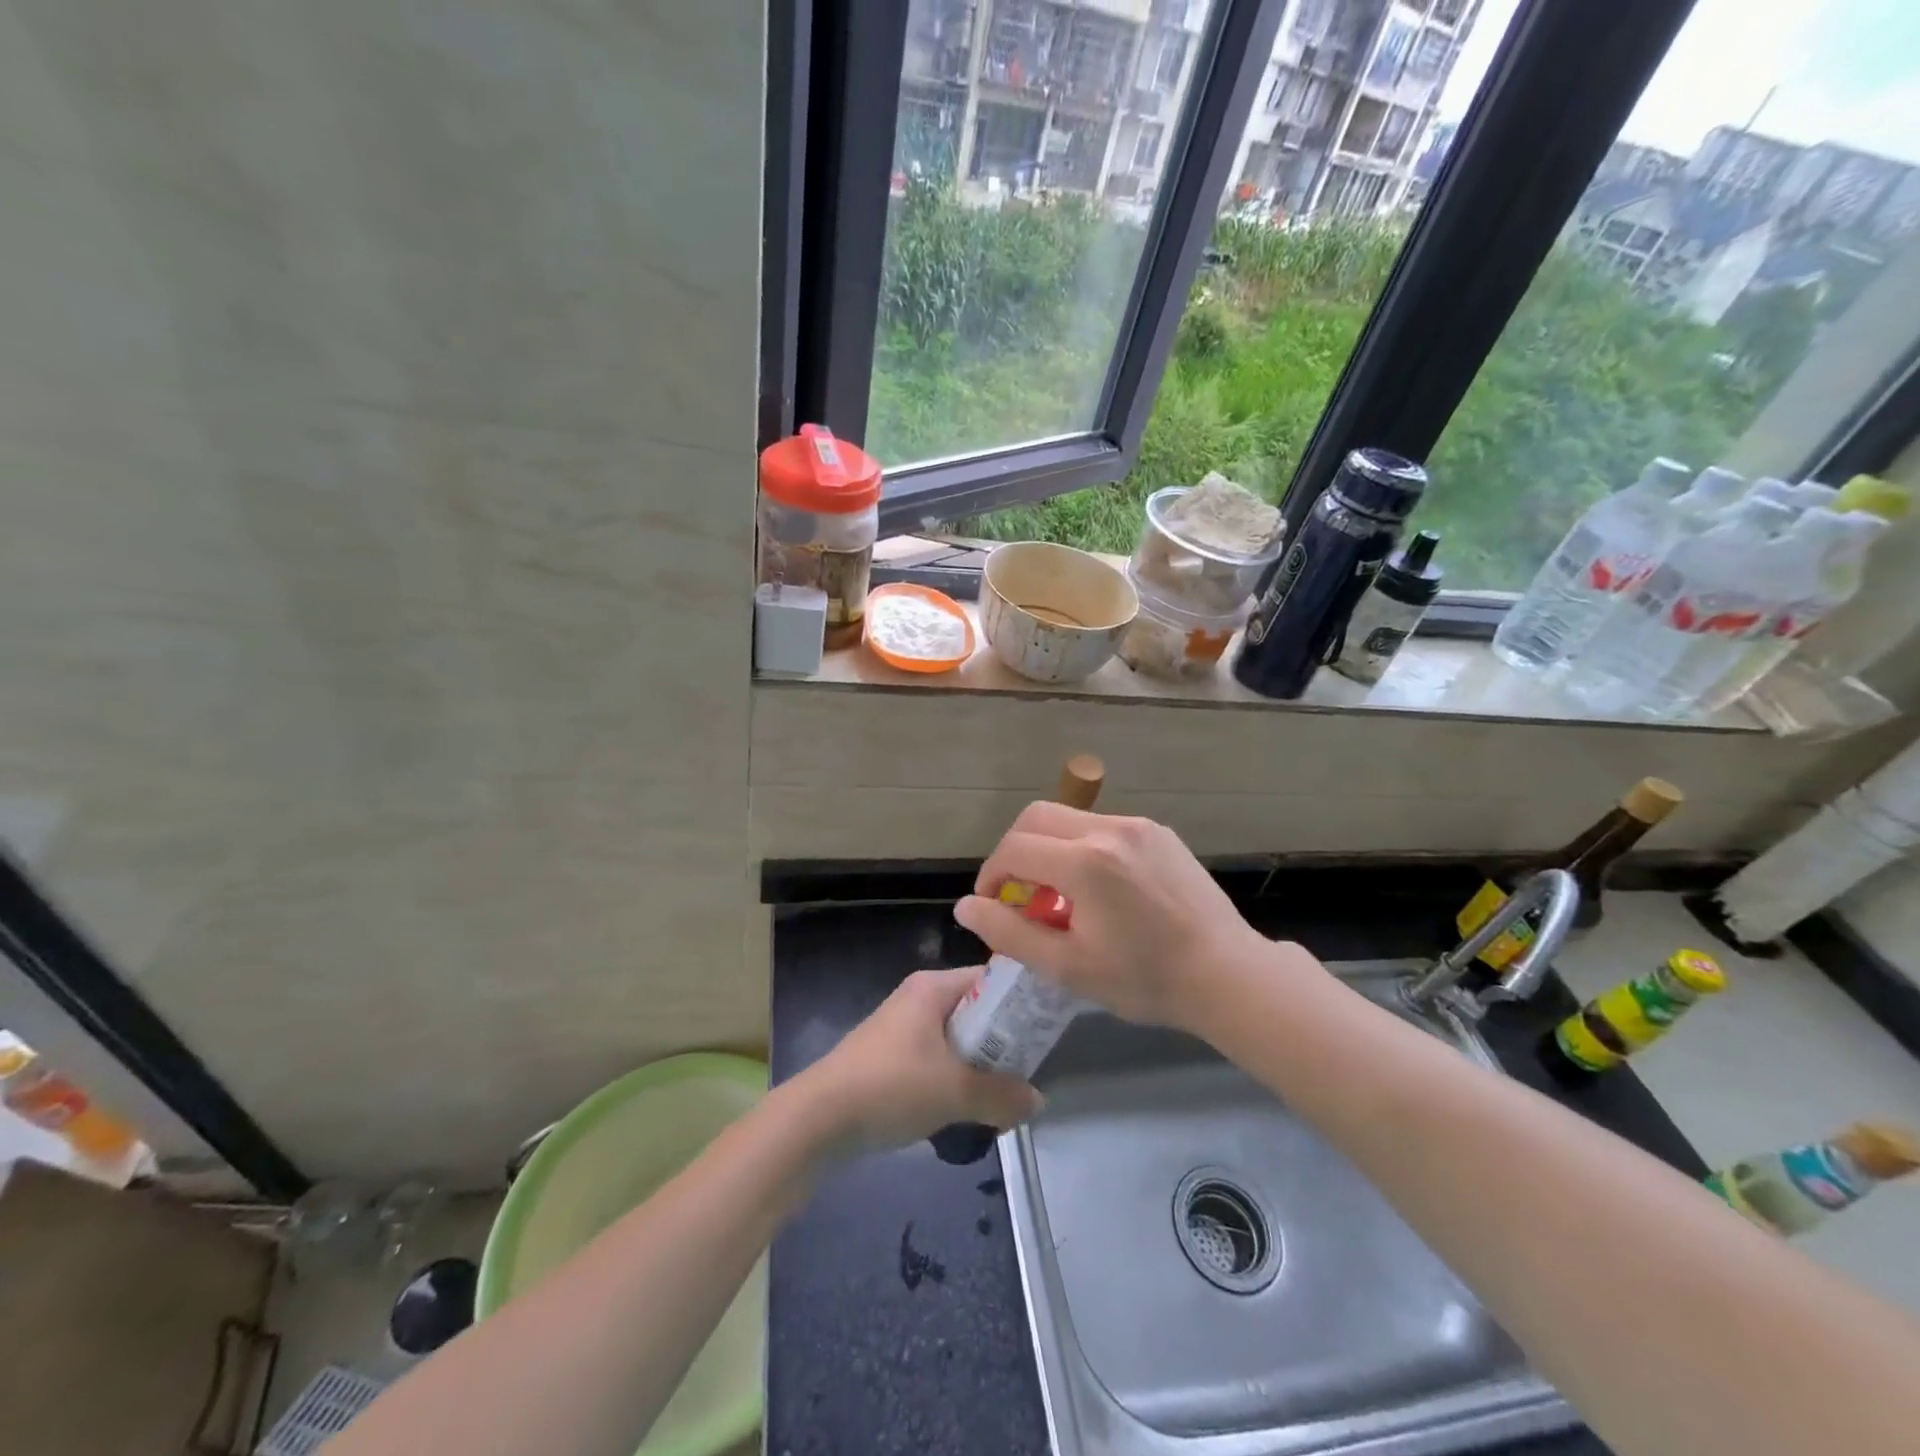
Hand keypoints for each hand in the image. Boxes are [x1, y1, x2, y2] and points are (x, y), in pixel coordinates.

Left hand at [796, 967, 1041, 1150]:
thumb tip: (1038, 1101)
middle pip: (975, 1009)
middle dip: (1002, 1040)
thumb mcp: (954, 1092)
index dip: (1020, 1001)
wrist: (818, 1119)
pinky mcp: (891, 1057)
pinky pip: (937, 1058)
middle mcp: (918, 998)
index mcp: (932, 987)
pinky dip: (955, 1077)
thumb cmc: (890, 1087)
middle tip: (1030, 1068)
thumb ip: (1001, 1095)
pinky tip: (967, 1107)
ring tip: (1005, 1093)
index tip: (1047, 1028)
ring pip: (956, 1038)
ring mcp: (902, 1028)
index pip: (990, 979)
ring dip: (979, 1064)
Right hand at [953, 805, 1294, 1032]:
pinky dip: (1082, 846)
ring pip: (1069, 818)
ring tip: (1060, 893)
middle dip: (1014, 850)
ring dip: (1049, 847)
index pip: (1013, 849)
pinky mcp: (1158, 831)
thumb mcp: (1068, 967)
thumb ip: (1009, 933)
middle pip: (1035, 817)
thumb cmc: (1144, 979)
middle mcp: (1109, 829)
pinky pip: (1102, 826)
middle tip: (1018, 891)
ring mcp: (1138, 826)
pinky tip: (1098, 887)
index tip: (993, 904)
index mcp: (1085, 862)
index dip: (991, 875)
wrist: (1227, 974)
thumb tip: (966, 907)